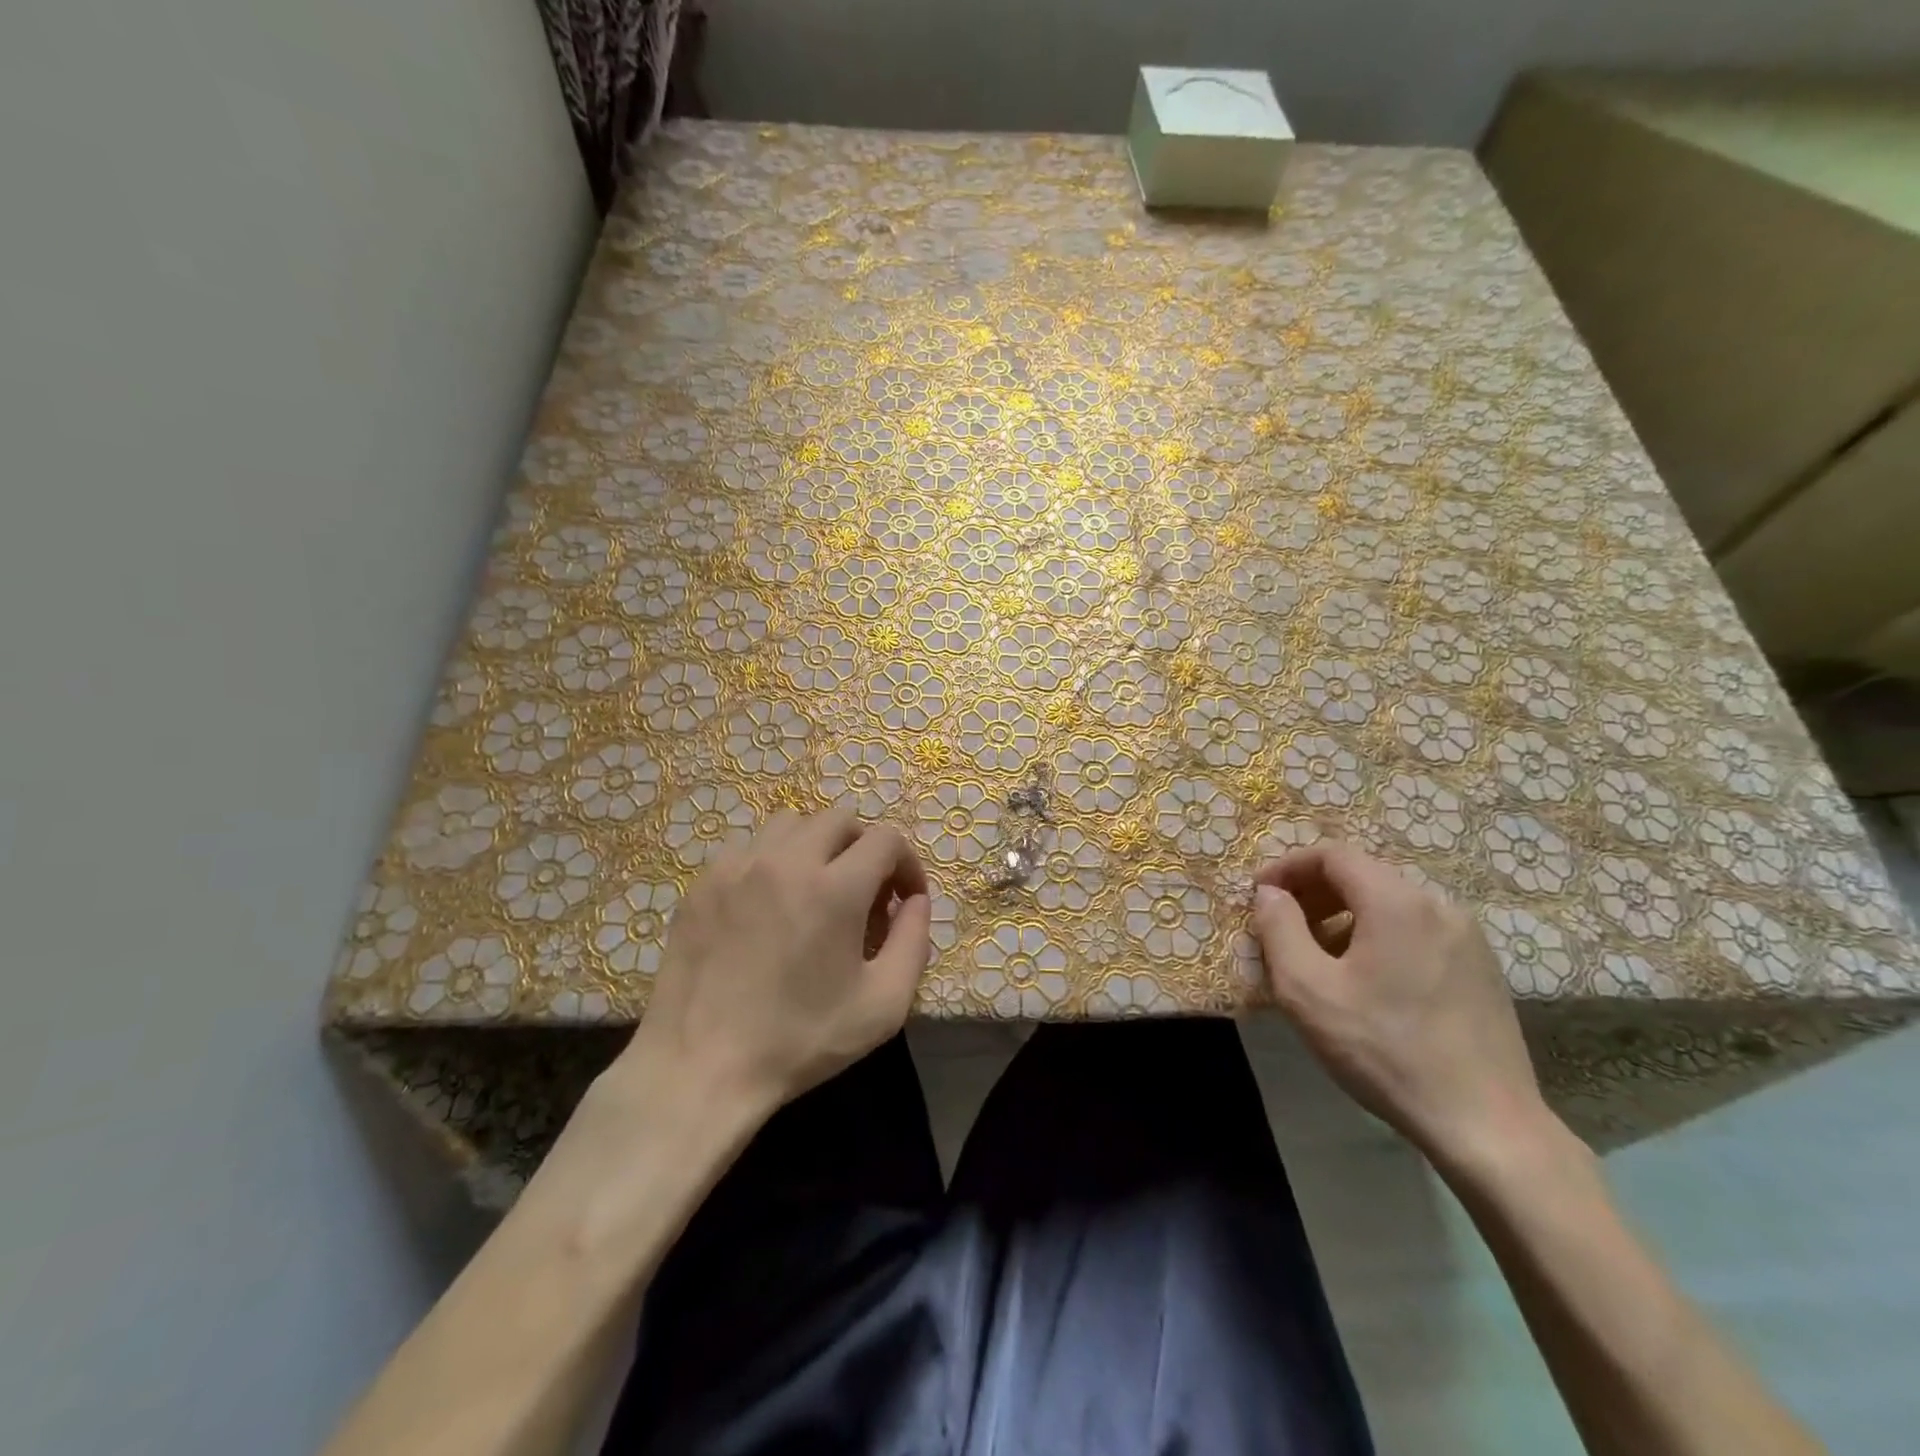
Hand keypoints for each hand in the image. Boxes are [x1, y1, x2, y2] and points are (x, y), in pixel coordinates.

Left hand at [620, 807, 931, 1119]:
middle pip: (839, 819)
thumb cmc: (800, 1041)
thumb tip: (916, 900)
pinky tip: (768, 907)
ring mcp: (737, 867)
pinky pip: (749, 848)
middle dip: (864, 848)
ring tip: (815, 891)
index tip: (904, 900)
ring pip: (791, 824)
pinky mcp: (703, 883)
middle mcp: (786, 861)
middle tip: (864, 894)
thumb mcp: (883, 1005)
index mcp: (834, 888)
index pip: (885, 839)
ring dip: (817, 847)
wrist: (699, 1068)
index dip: (906, 864)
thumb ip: (914, 941)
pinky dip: (772, 862)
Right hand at [1250, 842, 1550, 1169]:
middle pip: (1362, 875)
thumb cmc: (1384, 1050)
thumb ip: (1278, 928)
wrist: (1486, 1125)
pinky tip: (1364, 980)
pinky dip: (1377, 936)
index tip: (1259, 896)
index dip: (1287, 867)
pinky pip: (1415, 930)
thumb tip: (1270, 893)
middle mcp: (1437, 904)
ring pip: (1389, 904)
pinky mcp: (1481, 968)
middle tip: (1281, 927)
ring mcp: (1467, 936)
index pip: (1332, 854)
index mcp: (1396, 901)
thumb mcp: (1307, 989)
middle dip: (1313, 893)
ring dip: (1343, 917)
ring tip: (1316, 957)